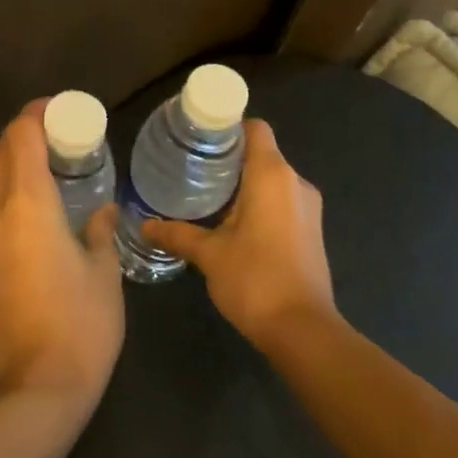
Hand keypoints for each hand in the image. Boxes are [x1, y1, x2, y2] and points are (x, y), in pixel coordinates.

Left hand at [0, 101, 124, 409]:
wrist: (39, 388)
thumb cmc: (83, 323)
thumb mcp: (105, 271)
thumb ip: (101, 231)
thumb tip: (103, 212)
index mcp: (28, 207)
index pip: (21, 138)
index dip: (36, 114)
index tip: (59, 109)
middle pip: (1, 155)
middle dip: (25, 135)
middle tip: (59, 134)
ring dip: (14, 164)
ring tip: (48, 167)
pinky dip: (8, 194)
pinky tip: (34, 208)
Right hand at [142, 119, 334, 351]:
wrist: (303, 330)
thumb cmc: (255, 280)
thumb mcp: (209, 254)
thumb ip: (178, 233)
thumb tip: (144, 224)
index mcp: (272, 175)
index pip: (255, 128)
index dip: (229, 127)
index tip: (200, 138)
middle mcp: (295, 182)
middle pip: (262, 153)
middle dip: (230, 158)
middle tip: (193, 167)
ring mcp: (308, 207)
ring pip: (273, 179)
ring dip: (245, 183)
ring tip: (208, 195)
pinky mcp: (312, 230)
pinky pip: (283, 201)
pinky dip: (260, 203)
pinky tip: (233, 223)